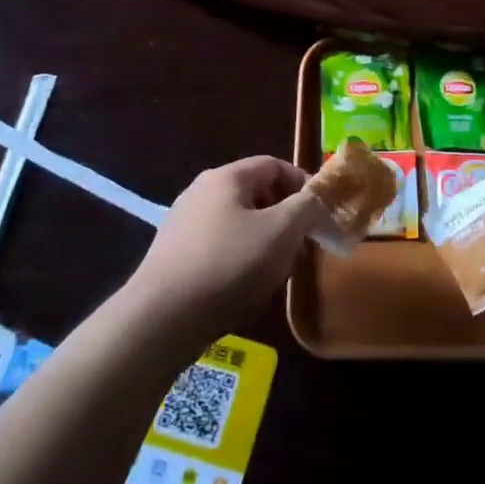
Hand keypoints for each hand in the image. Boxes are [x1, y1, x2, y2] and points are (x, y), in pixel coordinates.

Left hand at [125, 156, 322, 349]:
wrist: (162, 318)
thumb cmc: (230, 264)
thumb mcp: (282, 232)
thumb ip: (306, 207)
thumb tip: (314, 200)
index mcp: (226, 177)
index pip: (274, 165)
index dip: (303, 184)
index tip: (321, 212)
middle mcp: (200, 191)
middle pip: (256, 193)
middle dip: (284, 217)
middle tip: (302, 245)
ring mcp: (183, 223)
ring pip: (238, 222)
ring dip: (264, 240)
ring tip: (277, 271)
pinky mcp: (173, 255)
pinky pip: (218, 246)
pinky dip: (239, 258)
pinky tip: (245, 287)